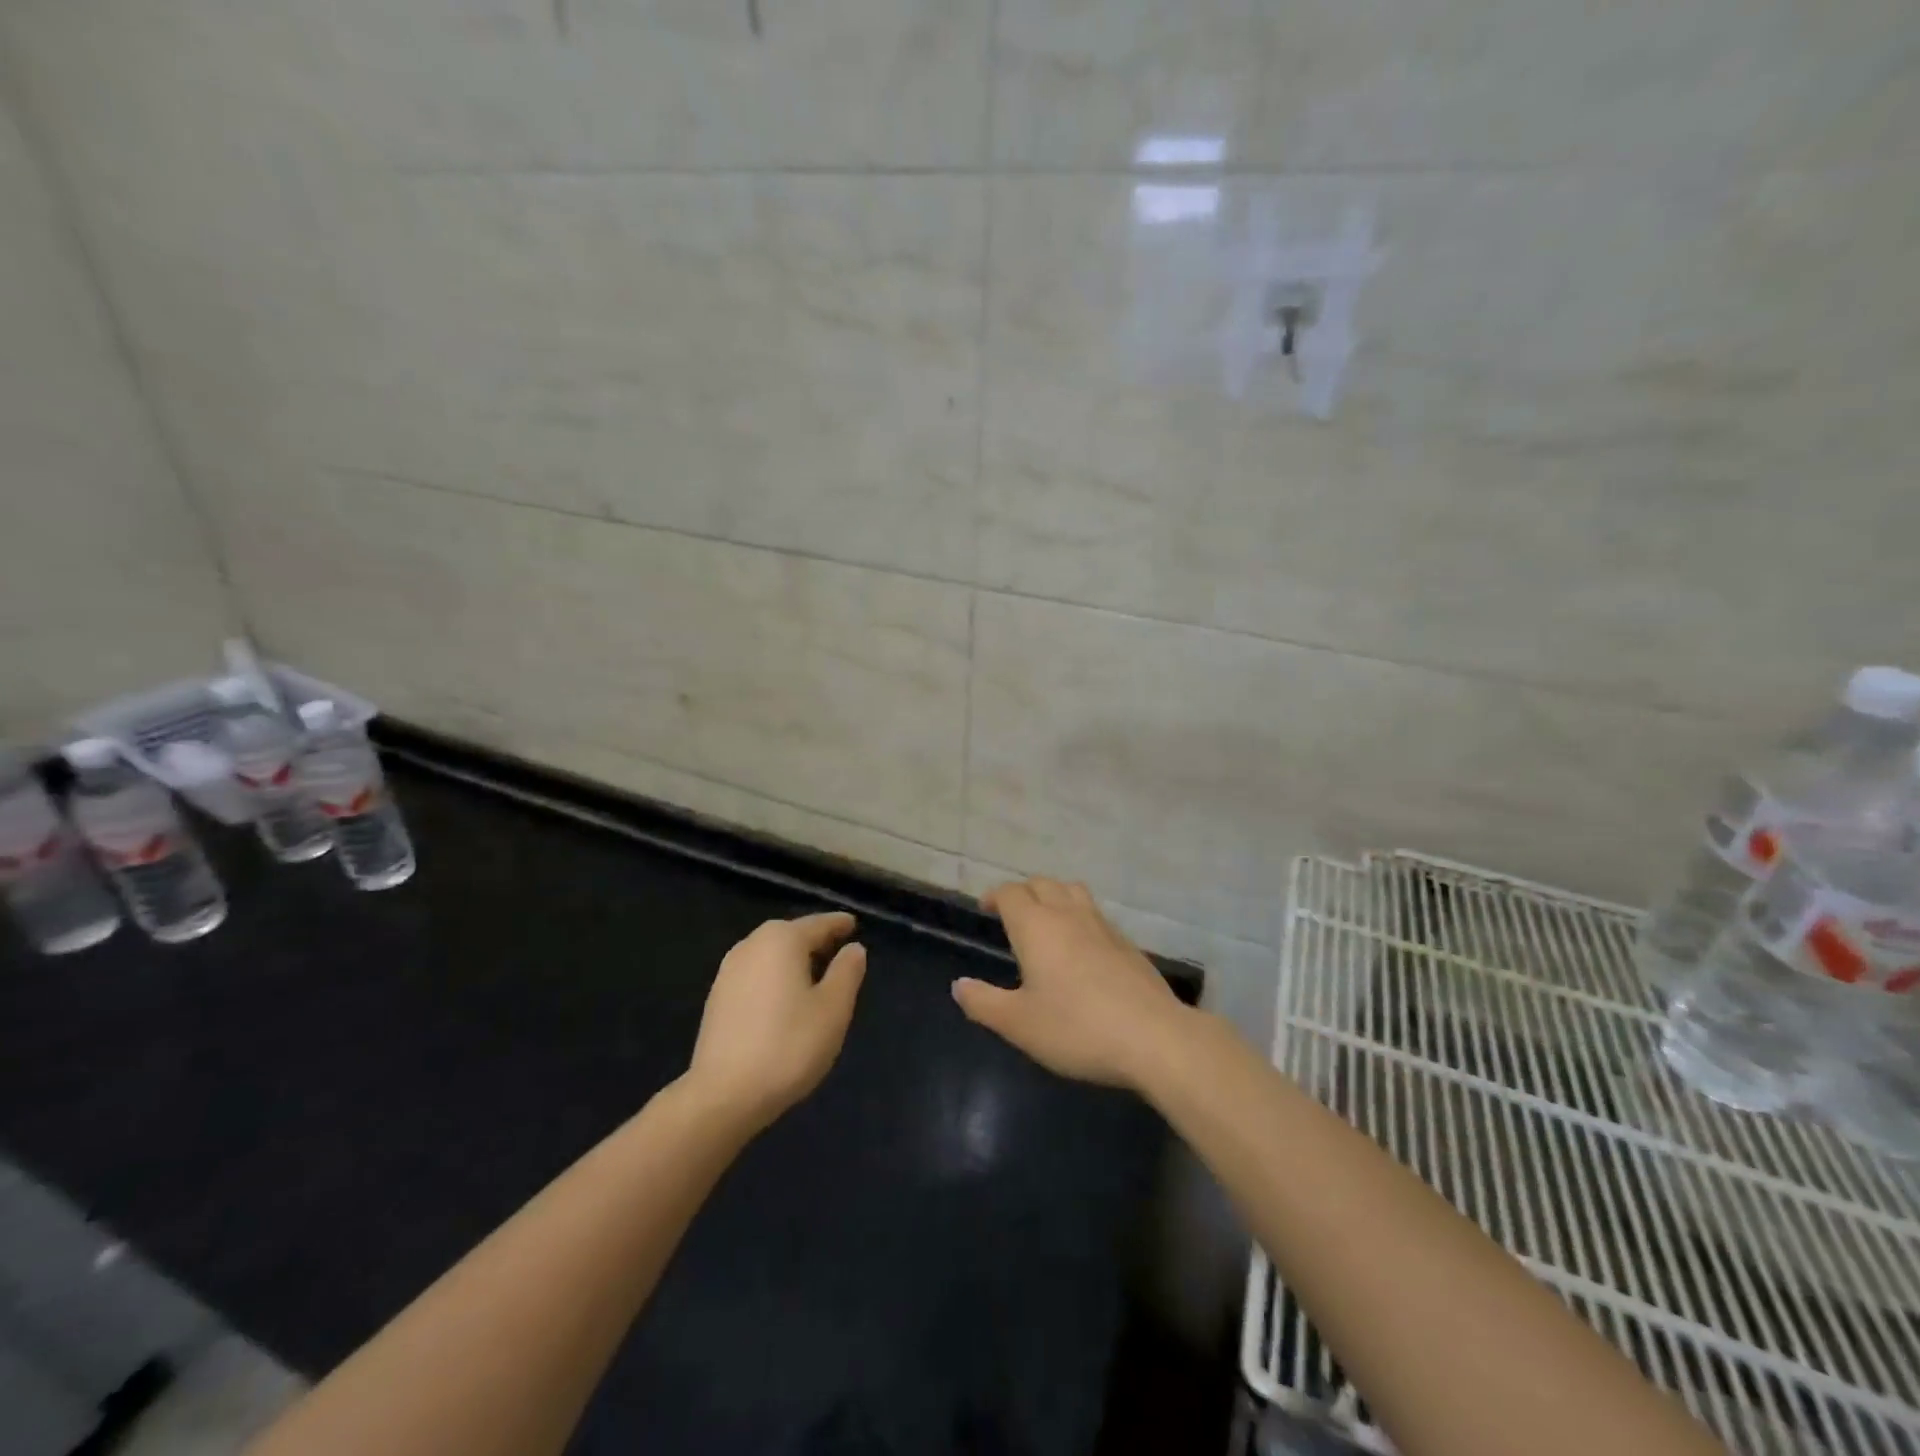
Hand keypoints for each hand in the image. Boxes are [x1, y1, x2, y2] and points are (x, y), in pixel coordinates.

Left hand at [686, 912, 866, 1132]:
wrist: (723, 1095)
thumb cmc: (788, 1046)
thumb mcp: (833, 1009)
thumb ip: (847, 972)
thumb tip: (853, 949)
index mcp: (782, 940)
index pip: (818, 924)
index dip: (839, 924)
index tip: (854, 924)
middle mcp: (752, 944)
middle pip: (791, 935)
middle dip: (816, 940)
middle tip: (839, 950)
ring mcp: (729, 971)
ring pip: (771, 954)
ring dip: (794, 960)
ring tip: (815, 975)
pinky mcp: (717, 998)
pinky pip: (756, 974)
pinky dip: (775, 977)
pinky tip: (785, 999)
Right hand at [954, 877, 1183, 1089]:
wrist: (1153, 1038)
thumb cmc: (1077, 1028)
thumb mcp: (1019, 1024)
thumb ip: (984, 1002)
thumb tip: (959, 986)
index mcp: (1036, 927)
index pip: (1011, 893)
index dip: (995, 896)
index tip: (986, 909)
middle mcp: (1068, 915)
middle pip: (1042, 884)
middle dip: (1023, 892)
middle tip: (1012, 914)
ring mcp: (1103, 926)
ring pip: (1073, 892)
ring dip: (1054, 897)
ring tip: (1046, 921)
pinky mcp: (1127, 944)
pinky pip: (1095, 914)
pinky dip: (1079, 917)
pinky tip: (1081, 948)